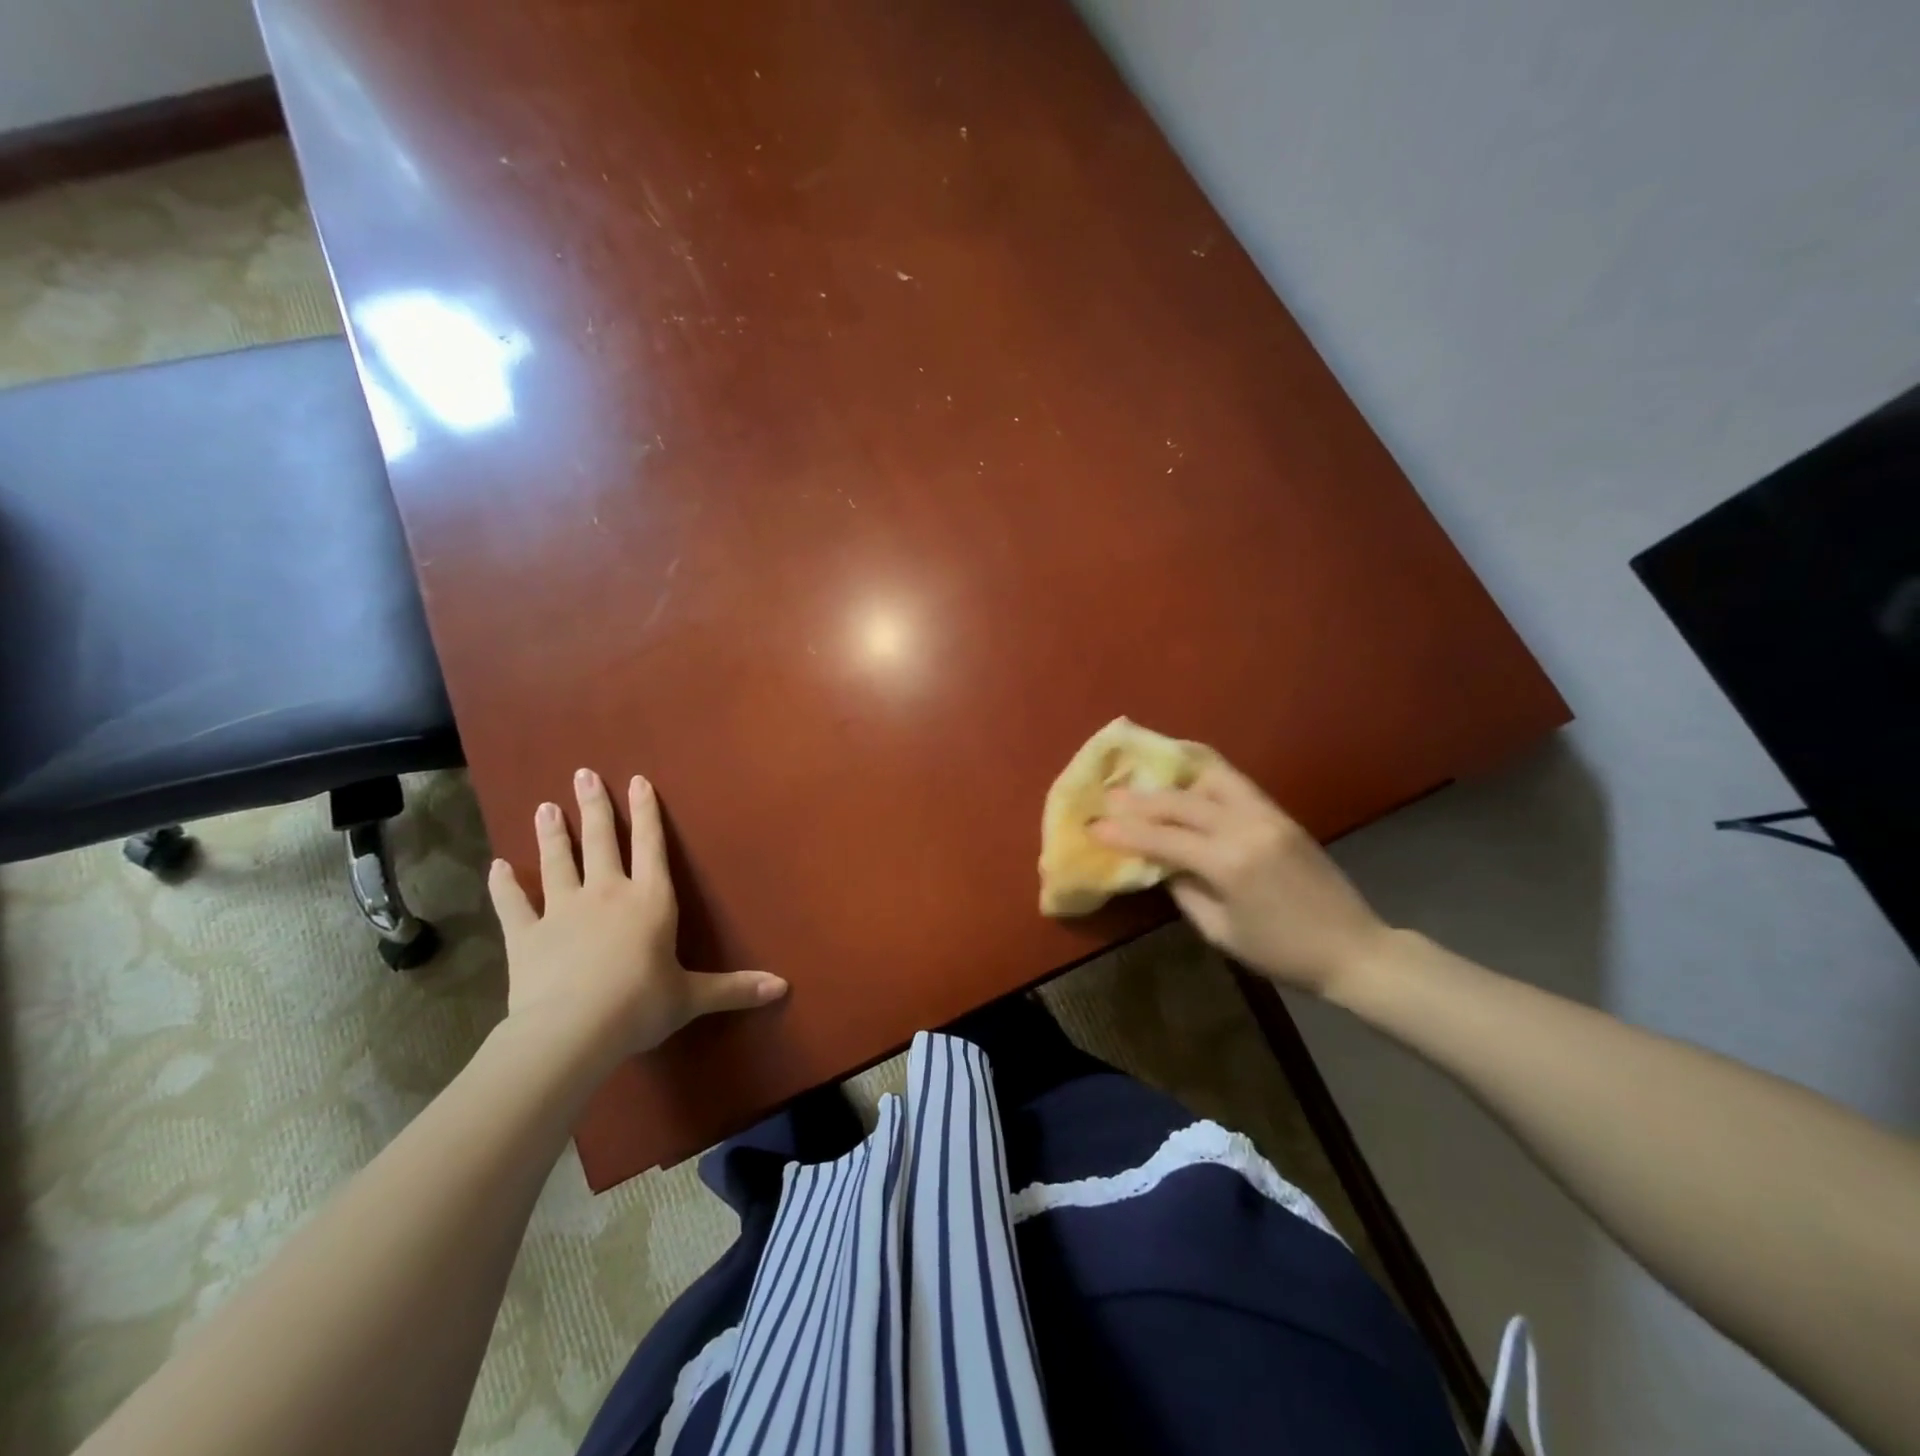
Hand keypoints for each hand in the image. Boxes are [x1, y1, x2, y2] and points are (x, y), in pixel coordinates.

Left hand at [488, 768, 786, 1066]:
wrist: (573, 1030)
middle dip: (595, 806)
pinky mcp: (526, 935)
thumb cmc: (641, 1005)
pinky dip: (504, 886)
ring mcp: (563, 911)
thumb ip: (734, 988)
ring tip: (545, 806)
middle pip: (601, 841)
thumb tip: (783, 987)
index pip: (651, 846)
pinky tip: (496, 867)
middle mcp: (607, 894)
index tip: (637, 780)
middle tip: (583, 774)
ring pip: (557, 862)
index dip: (647, 812)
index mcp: (650, 901)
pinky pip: (513, 904)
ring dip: (553, 833)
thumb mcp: (693, 997)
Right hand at [1092, 760, 1389, 997]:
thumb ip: (1183, 891)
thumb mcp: (1220, 931)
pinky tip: (1186, 778)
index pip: (1163, 839)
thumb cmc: (1282, 952)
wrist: (1353, 948)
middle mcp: (1246, 828)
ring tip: (1147, 778)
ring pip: (1210, 778)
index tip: (1093, 826)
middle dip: (1140, 800)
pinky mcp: (1280, 813)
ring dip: (1174, 778)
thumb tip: (1159, 863)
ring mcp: (1267, 815)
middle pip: (1181, 802)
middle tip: (1108, 796)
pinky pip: (1235, 783)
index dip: (1124, 833)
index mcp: (1229, 864)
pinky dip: (1204, 777)